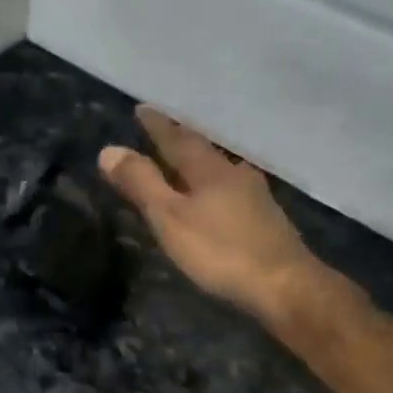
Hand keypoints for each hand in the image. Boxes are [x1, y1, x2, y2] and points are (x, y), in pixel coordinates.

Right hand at [99, 107, 342, 331]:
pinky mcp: (266, 220)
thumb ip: (141, 184)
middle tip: (164, 130)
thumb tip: (109, 150)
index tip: (142, 108)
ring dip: (200, 163)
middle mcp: (235, 174)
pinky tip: (216, 196)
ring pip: (221, 170)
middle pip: (203, 150)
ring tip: (186, 162)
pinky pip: (232, 190)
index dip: (158, 125)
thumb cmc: (220, 250)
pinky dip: (215, 186)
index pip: (178, 139)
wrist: (284, 285)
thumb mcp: (170, 218)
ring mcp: (255, 197)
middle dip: (181, 140)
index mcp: (209, 170)